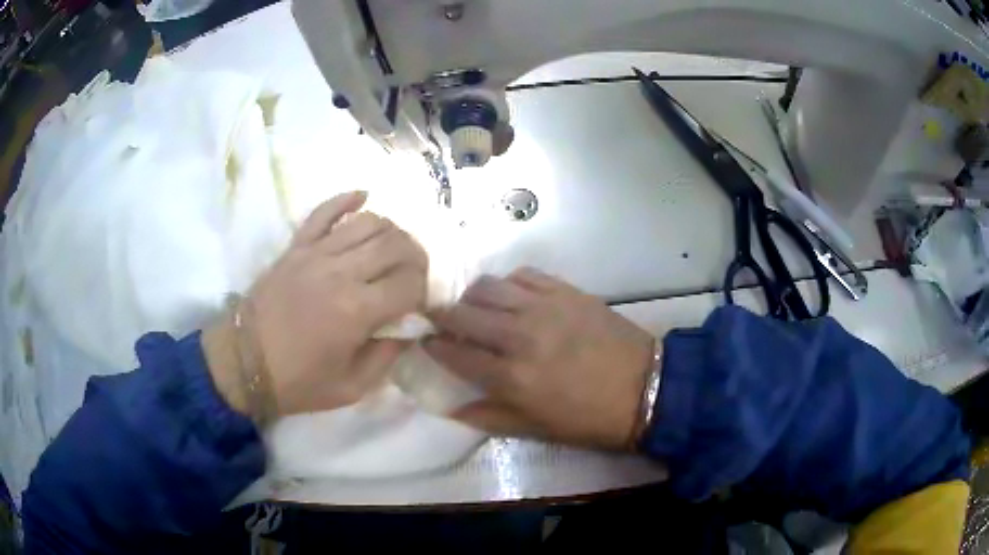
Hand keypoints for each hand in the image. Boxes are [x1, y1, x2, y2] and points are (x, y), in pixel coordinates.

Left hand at [204, 191, 427, 417]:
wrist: (243, 362)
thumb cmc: (298, 381)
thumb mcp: (353, 387)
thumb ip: (388, 356)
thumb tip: (409, 328)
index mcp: (357, 310)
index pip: (410, 282)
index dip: (425, 290)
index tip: (421, 303)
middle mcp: (340, 272)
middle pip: (396, 243)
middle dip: (416, 256)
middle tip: (415, 274)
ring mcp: (315, 253)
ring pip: (368, 221)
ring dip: (391, 231)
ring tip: (393, 249)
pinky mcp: (296, 246)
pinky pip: (325, 211)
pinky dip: (347, 199)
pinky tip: (363, 197)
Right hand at [424, 268, 655, 449]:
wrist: (644, 388)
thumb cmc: (589, 418)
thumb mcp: (536, 429)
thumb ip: (489, 416)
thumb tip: (451, 407)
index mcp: (510, 377)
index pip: (454, 352)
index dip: (433, 345)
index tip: (425, 340)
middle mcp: (519, 336)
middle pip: (463, 313)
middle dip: (442, 315)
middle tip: (441, 320)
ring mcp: (544, 307)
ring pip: (488, 286)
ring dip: (472, 296)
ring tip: (475, 307)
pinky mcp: (566, 291)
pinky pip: (524, 274)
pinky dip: (508, 283)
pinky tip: (512, 296)